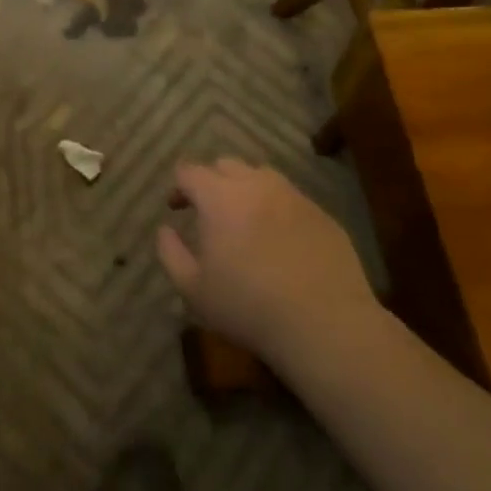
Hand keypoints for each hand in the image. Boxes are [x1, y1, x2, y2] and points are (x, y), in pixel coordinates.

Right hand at [157, 159, 380, 369]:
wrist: (325, 325)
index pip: (190, 171)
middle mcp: (256, 185)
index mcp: (220, 197)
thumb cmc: (249, 307)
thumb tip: (164, 229)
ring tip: (245, 219)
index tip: (176, 208)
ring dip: (246, 188)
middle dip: (211, 181)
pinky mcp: (322, 214)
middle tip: (208, 211)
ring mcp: (293, 197)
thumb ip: (170, 253)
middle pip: (226, 165)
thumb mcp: (193, 289)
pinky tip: (279, 239)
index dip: (179, 186)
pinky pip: (291, 198)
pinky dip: (276, 208)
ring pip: (262, 176)